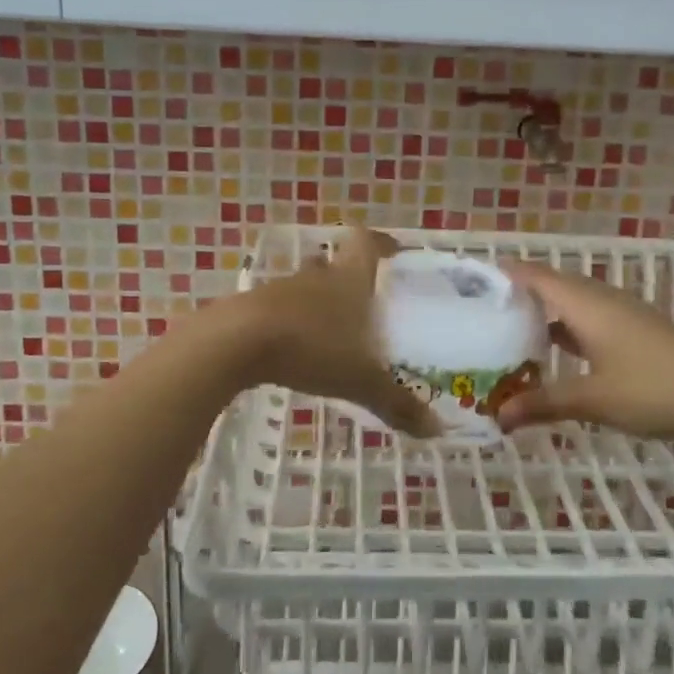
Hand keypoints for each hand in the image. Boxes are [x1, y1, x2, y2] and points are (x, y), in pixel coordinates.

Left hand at [236, 228, 440, 437]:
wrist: (236, 342)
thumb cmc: (310, 347)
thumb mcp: (360, 381)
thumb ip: (397, 403)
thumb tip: (437, 430)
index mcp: (348, 279)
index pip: (366, 244)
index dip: (380, 243)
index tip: (393, 250)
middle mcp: (316, 277)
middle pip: (333, 266)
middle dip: (348, 280)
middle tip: (364, 304)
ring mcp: (280, 290)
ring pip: (305, 288)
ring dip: (317, 304)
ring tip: (332, 333)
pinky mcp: (252, 309)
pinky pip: (279, 310)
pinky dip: (291, 324)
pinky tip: (295, 351)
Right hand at [495, 260, 673, 438]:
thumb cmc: (652, 389)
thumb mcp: (592, 399)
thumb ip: (543, 403)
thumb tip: (498, 417)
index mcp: (585, 304)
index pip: (536, 276)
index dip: (505, 275)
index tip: (473, 284)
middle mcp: (602, 299)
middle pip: (553, 285)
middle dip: (519, 295)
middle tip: (484, 313)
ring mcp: (623, 313)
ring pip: (573, 303)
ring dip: (545, 313)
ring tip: (512, 331)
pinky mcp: (637, 329)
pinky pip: (590, 317)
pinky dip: (567, 327)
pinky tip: (558, 351)